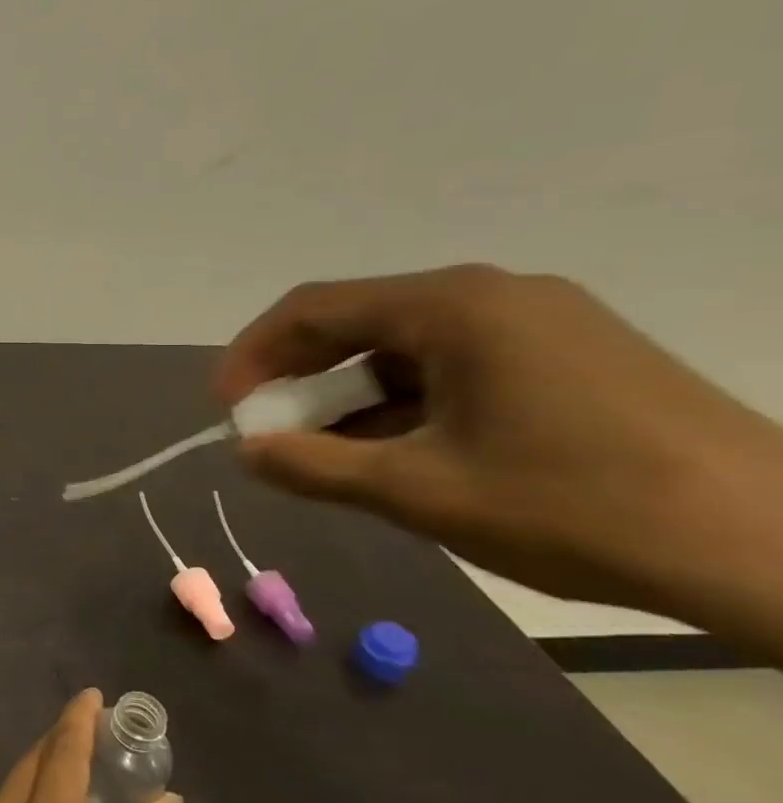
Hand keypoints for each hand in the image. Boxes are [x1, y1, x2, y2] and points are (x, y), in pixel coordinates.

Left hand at [0, 690, 182, 802]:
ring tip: (83, 762)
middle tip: (97, 727)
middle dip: (62, 742)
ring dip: (44, 770)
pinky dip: (27, 800)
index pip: (59, 763)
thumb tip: (166, 801)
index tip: (94, 694)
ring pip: (10, 790)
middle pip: (30, 768)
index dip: (77, 723)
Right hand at [216, 264, 782, 659]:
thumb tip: (246, 452)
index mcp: (453, 307)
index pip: (313, 310)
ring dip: (352, 398)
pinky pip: (456, 366)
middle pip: (358, 324)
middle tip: (270, 434)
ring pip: (406, 349)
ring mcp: (541, 322)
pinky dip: (407, 405)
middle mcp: (493, 295)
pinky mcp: (572, 356)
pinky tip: (397, 453)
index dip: (253, 355)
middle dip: (301, 380)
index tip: (225, 408)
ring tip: (328, 456)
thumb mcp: (419, 492)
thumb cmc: (577, 507)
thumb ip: (313, 467)